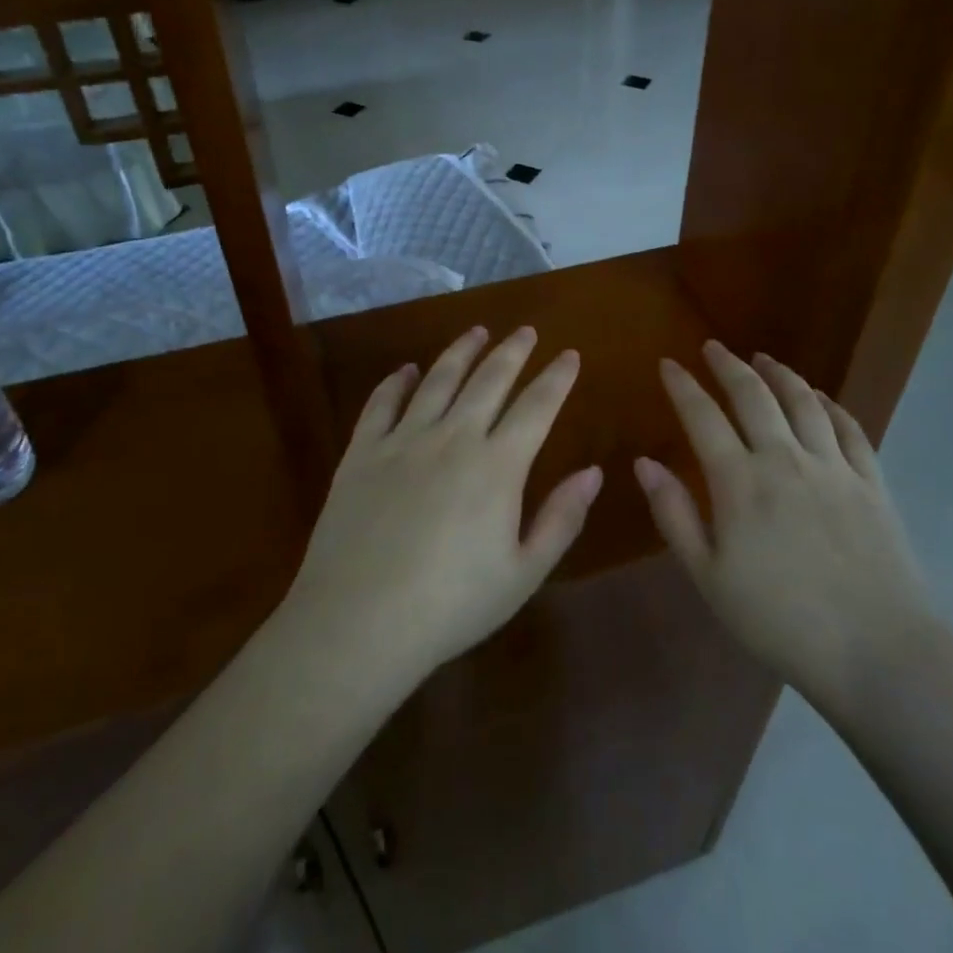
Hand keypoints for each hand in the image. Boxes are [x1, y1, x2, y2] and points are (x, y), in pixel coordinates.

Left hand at [282, 325, 602, 688]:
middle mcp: (453, 437)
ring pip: (438, 380)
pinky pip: (381, 403)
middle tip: (526, 330)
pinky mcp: (362, 452)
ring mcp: (403, 440)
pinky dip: (396, 381)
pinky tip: (406, 370)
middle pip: (489, 380)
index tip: (570, 354)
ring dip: (461, 352)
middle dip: (512, 351)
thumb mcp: (522, 573)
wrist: (359, 621)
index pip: (537, 406)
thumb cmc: (451, 606)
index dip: (557, 377)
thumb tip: (593, 472)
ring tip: (477, 331)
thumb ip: (561, 518)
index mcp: (497, 466)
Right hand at [636, 341, 944, 713]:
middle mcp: (785, 459)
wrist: (877, 652)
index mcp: (740, 481)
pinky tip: (820, 398)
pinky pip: (849, 428)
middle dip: (728, 366)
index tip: (668, 363)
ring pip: (803, 402)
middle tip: (713, 348)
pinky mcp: (871, 482)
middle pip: (753, 396)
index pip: (703, 416)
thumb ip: (674, 515)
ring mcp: (833, 467)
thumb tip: (644, 463)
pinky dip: (830, 405)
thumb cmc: (779, 620)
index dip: (682, 385)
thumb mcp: (709, 577)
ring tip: (763, 359)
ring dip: (779, 374)